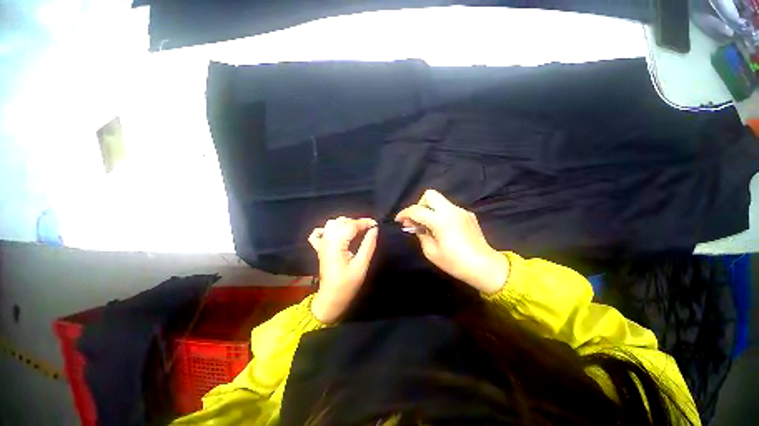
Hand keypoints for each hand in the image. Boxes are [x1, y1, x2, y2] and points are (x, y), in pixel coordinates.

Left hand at [307, 217, 378, 322]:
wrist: (330, 299)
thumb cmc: (347, 285)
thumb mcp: (361, 266)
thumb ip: (368, 245)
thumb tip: (374, 229)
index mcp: (336, 244)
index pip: (351, 225)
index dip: (364, 222)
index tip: (376, 224)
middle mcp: (327, 240)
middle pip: (341, 221)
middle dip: (356, 222)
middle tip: (368, 230)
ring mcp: (321, 244)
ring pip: (331, 224)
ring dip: (345, 223)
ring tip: (356, 231)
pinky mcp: (319, 248)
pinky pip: (319, 233)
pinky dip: (328, 229)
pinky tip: (337, 233)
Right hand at [395, 190, 508, 293]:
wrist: (485, 266)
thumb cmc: (455, 262)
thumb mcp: (431, 252)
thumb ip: (421, 235)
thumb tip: (416, 227)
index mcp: (441, 220)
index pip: (417, 210)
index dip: (404, 214)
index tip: (399, 220)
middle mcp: (451, 210)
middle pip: (430, 195)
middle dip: (419, 205)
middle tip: (417, 219)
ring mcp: (461, 211)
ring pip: (440, 201)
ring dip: (430, 209)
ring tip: (427, 226)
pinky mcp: (468, 215)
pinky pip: (449, 209)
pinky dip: (441, 214)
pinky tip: (443, 229)